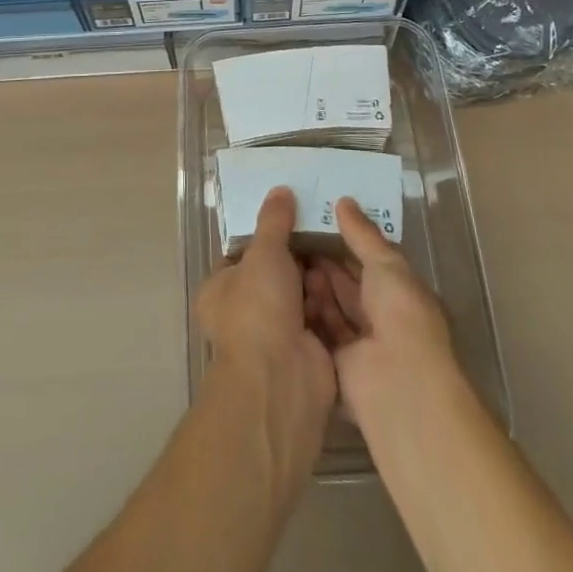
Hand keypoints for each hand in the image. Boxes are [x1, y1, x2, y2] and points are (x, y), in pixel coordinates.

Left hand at [195, 186, 336, 446]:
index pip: (242, 254)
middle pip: (276, 273)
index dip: (266, 234)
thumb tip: (280, 189)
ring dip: (319, 277)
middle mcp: (245, 313)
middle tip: (325, 225)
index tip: (293, 213)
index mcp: (220, 290)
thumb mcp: (264, 252)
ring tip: (342, 244)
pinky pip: (322, 316)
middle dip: (299, 256)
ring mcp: (277, 335)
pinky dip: (334, 301)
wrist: (282, 381)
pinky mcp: (307, 352)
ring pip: (302, 294)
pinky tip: (351, 275)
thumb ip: (273, 221)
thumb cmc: (258, 309)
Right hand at [304, 197, 458, 414]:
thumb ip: (362, 234)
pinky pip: (319, 331)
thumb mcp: (386, 264)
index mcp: (400, 292)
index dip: (345, 241)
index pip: (369, 260)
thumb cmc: (401, 315)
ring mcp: (360, 343)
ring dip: (314, 286)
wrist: (398, 385)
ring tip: (284, 257)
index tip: (315, 220)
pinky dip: (306, 312)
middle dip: (324, 262)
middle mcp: (381, 317)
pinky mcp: (338, 364)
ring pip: (333, 306)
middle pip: (348, 284)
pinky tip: (284, 290)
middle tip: (292, 235)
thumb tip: (343, 201)